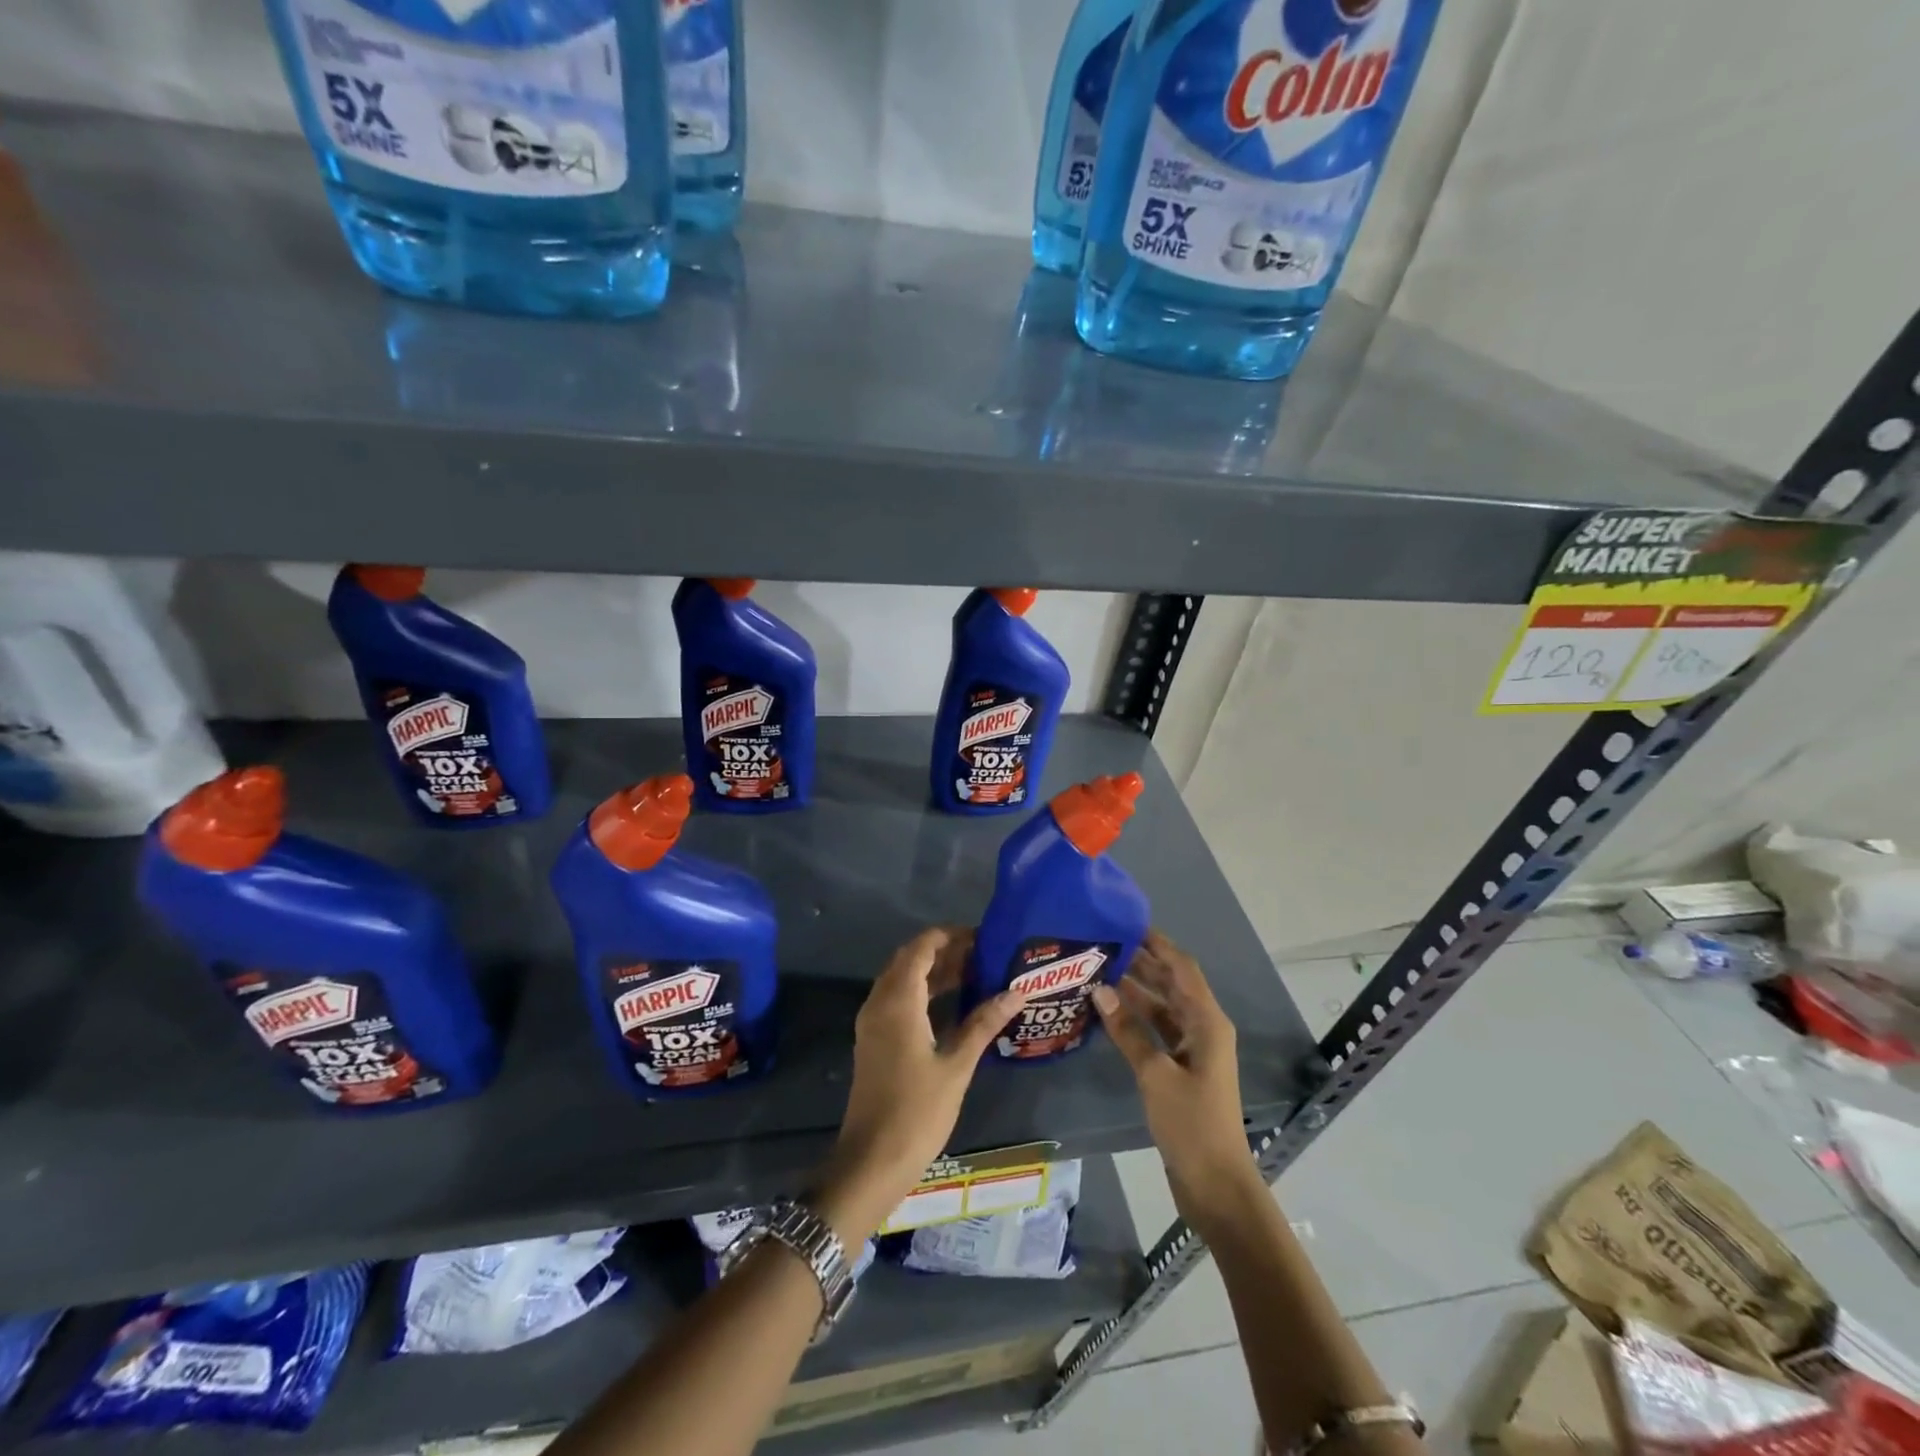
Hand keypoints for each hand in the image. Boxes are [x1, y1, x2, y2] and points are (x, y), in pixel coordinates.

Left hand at [814, 928, 1026, 1243]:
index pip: (921, 948)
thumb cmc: (917, 1111)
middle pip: (910, 960)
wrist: (871, 1161)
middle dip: (944, 951)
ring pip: (903, 980)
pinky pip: (898, 1000)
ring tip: (976, 974)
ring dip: (934, 972)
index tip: (982, 937)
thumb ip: (983, 1024)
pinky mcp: (874, 1040)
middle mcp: (880, 1003)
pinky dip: (923, 992)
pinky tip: (953, 1005)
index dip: (950, 936)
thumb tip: (1015, 992)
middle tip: (984, 955)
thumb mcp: (956, 1066)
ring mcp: (873, 1022)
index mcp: (898, 1001)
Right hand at [1093, 930, 1261, 1229]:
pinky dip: (1136, 1018)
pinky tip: (1108, 1011)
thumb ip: (1128, 1031)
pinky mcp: (1181, 1068)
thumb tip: (1100, 990)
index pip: (1182, 968)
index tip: (1127, 924)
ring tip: (1099, 970)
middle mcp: (1203, 1027)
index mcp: (1207, 1021)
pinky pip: (1157, 1030)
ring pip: (1163, 1007)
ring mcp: (1193, 1048)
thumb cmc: (1191, 1124)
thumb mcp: (1156, 1074)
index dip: (1158, 944)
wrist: (1215, 1183)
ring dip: (1136, 990)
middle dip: (1142, 963)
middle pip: (1172, 984)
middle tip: (1104, 945)